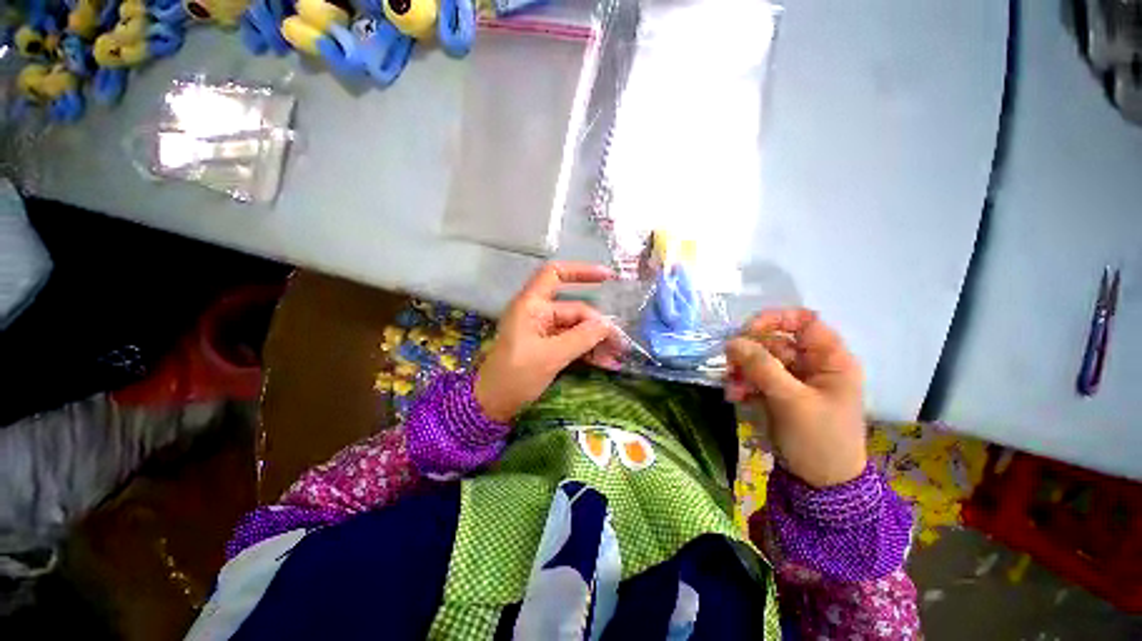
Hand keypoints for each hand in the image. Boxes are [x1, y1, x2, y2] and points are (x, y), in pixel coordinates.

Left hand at [474, 262, 614, 422]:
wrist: (492, 405)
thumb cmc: (515, 376)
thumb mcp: (551, 356)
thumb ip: (582, 338)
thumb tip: (609, 325)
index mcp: (531, 306)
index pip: (555, 275)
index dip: (582, 271)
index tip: (609, 278)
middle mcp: (536, 314)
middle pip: (574, 308)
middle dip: (599, 324)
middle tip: (621, 343)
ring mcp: (541, 332)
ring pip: (576, 328)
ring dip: (596, 341)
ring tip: (618, 357)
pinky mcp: (544, 350)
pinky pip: (571, 344)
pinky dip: (588, 352)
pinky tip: (607, 364)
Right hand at [725, 309, 866, 487]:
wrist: (825, 489)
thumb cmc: (818, 440)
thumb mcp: (791, 403)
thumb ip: (763, 369)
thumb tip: (733, 341)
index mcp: (832, 358)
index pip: (805, 321)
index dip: (776, 320)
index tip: (747, 332)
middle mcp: (819, 366)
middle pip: (783, 344)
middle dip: (754, 353)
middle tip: (728, 365)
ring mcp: (804, 386)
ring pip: (771, 366)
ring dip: (748, 373)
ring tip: (730, 389)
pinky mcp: (790, 405)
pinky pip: (768, 386)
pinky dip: (752, 389)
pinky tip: (736, 398)